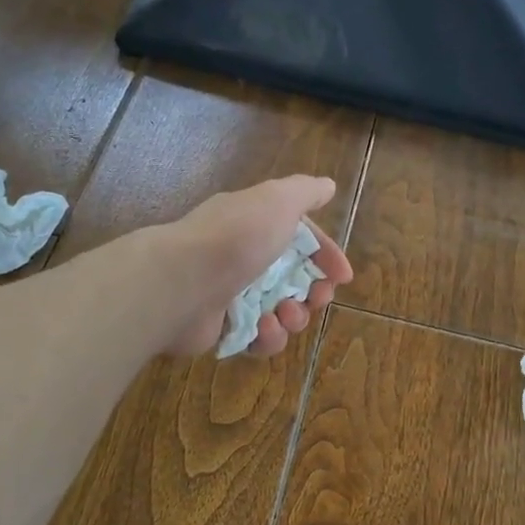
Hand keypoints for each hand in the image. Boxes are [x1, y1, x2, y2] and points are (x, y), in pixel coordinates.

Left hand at [159, 175, 353, 356]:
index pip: (301, 240)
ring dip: (294, 317)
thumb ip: (305, 192)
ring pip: (281, 312)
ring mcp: (233, 295)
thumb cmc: (236, 238)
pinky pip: (259, 339)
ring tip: (285, 314)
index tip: (343, 276)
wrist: (181, 281)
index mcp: (257, 225)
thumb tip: (327, 186)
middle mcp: (245, 258)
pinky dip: (268, 336)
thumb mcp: (277, 201)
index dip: (326, 256)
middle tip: (318, 298)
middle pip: (295, 280)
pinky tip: (263, 328)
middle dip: (315, 292)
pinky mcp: (223, 329)